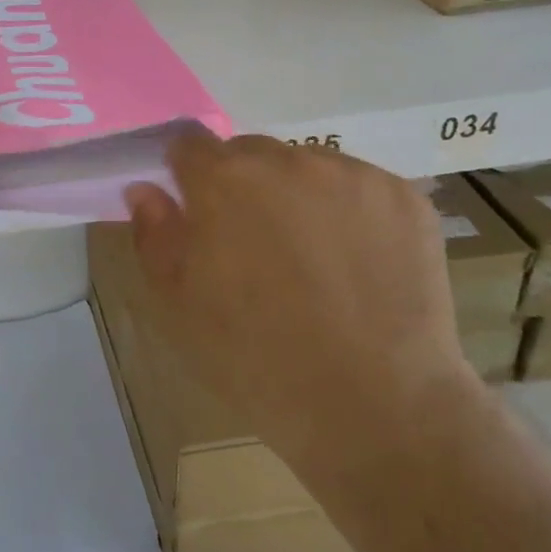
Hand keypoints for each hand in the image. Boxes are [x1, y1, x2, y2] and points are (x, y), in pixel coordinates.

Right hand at [124, 133, 471, 486]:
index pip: (189, 144)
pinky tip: (358, 264)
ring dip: (298, 195)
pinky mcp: (405, 197)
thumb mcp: (180, 304)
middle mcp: (288, 160)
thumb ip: (156, 235)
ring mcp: (353, 175)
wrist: (377, 407)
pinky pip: (360, 187)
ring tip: (314, 259)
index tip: (197, 213)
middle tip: (256, 246)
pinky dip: (350, 212)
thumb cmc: (258, 359)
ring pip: (307, 167)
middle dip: (243, 186)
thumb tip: (146, 189)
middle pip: (250, 153)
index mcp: (224, 181)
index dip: (187, 176)